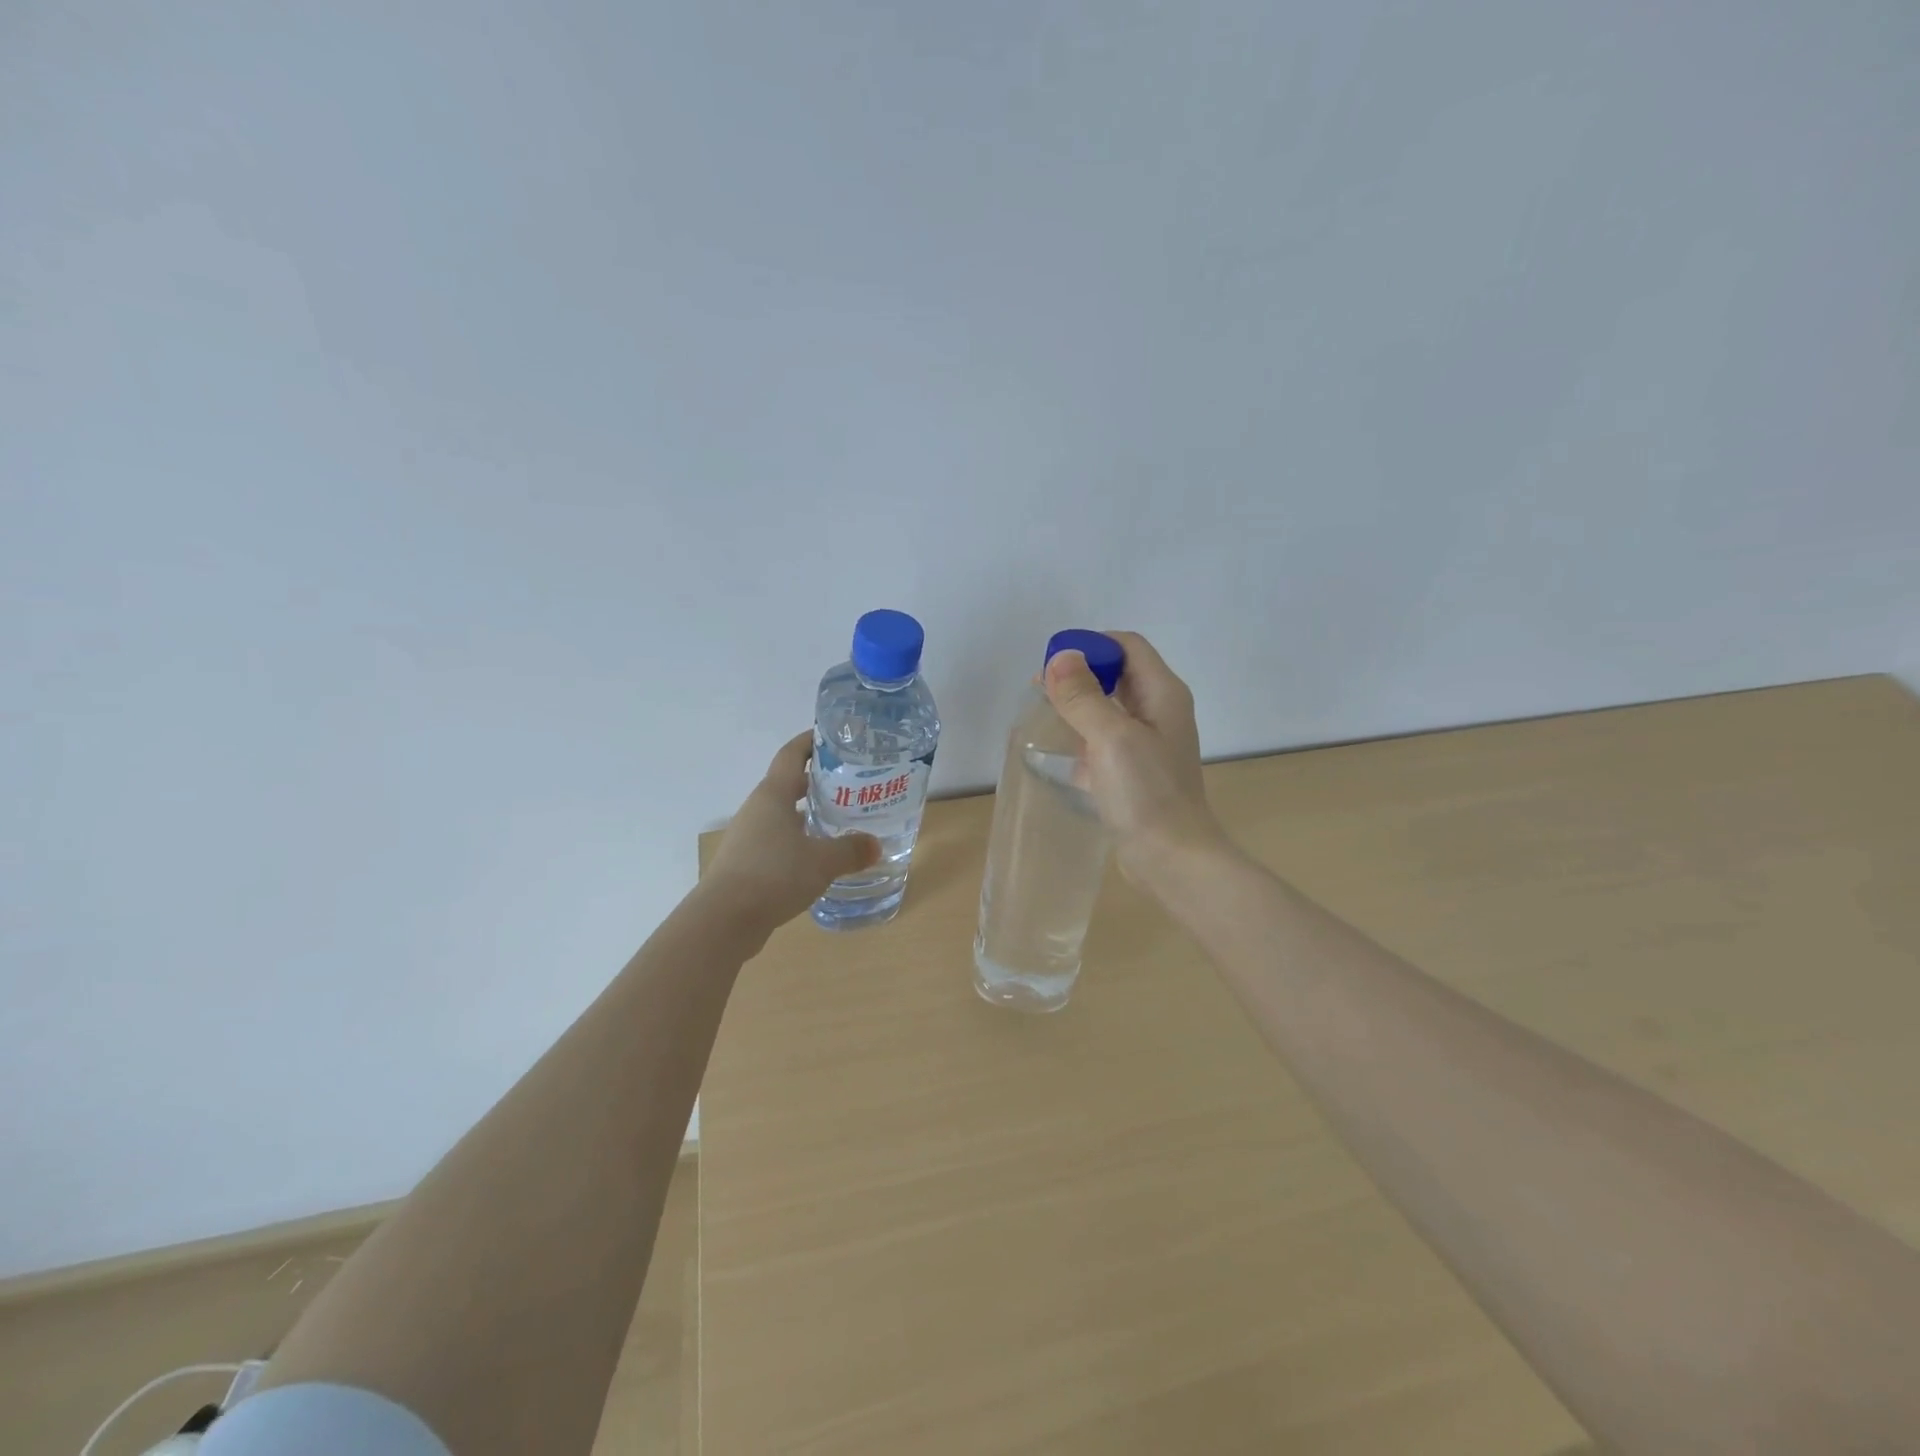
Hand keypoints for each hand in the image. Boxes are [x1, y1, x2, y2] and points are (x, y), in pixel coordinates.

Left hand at [702, 732, 880, 932]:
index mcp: (773, 795)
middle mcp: (757, 809)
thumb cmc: (773, 875)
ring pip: (782, 814)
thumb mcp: (822, 861)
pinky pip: (776, 841)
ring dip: (807, 813)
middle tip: (849, 784)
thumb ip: (851, 850)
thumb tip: (876, 845)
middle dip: (816, 781)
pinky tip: (816, 857)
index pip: (791, 754)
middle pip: (788, 784)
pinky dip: (797, 840)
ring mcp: (748, 837)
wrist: (724, 920)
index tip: (833, 736)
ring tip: (839, 820)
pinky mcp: (745, 863)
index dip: (810, 741)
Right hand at [1043, 631, 1229, 885]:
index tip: (1054, 662)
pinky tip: (1056, 749)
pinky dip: (1082, 736)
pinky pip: (1104, 741)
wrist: (1172, 859)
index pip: (1128, 646)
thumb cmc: (1146, 793)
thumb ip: (1084, 696)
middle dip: (1081, 673)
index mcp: (1163, 694)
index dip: (1092, 645)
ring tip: (1043, 711)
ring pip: (1109, 708)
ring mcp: (1148, 744)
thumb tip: (1060, 658)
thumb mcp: (1111, 737)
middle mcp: (1159, 712)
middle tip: (1042, 687)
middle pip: (1119, 674)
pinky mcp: (1134, 772)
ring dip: (1079, 704)